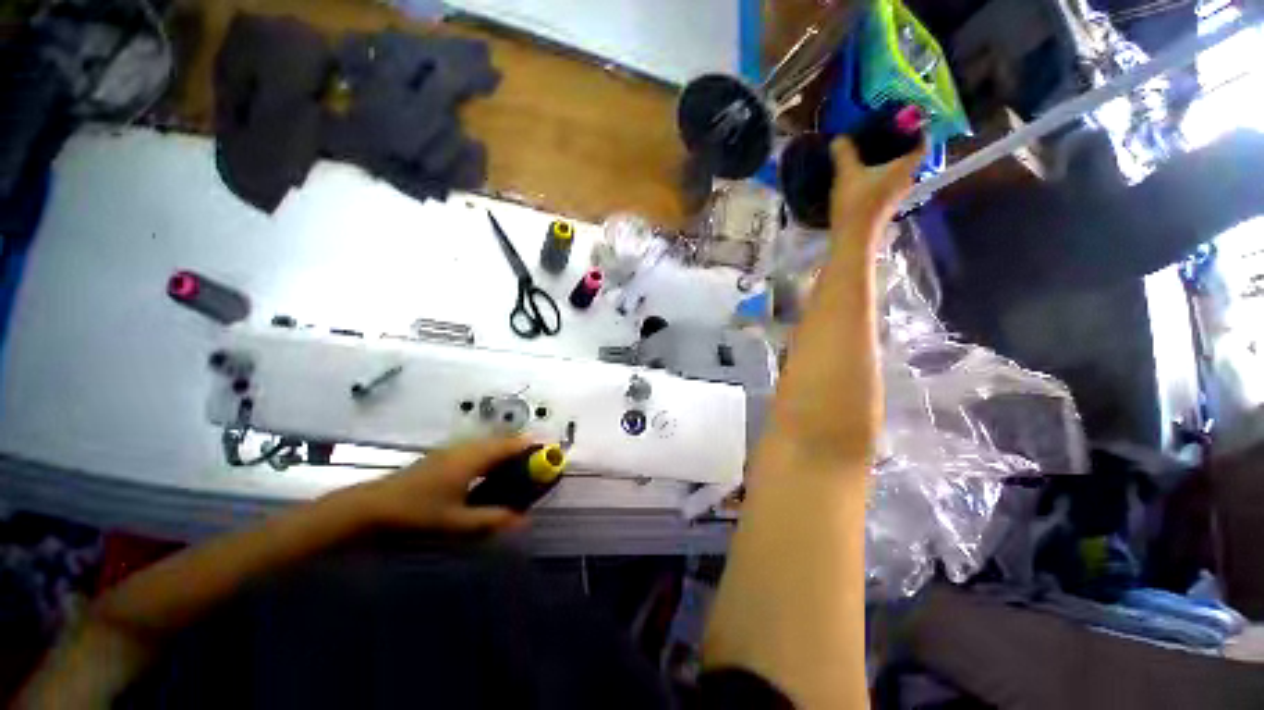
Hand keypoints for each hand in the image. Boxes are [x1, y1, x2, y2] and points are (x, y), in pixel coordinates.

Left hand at [338, 436, 530, 534]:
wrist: (371, 506)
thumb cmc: (416, 512)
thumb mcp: (455, 522)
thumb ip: (491, 520)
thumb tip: (523, 521)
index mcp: (473, 458)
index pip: (511, 444)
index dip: (532, 447)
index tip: (549, 455)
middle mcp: (466, 448)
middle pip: (503, 441)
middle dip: (522, 451)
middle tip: (536, 469)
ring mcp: (454, 450)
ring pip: (489, 444)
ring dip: (507, 453)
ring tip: (517, 472)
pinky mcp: (444, 456)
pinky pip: (478, 449)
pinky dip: (492, 457)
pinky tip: (489, 476)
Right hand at [829, 136, 926, 236]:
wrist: (853, 241)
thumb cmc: (856, 204)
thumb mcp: (847, 175)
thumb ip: (844, 154)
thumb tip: (840, 137)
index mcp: (904, 168)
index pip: (922, 143)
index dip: (918, 130)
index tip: (907, 122)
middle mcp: (906, 181)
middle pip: (908, 158)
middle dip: (898, 146)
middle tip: (882, 136)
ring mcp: (896, 197)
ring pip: (896, 174)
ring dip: (886, 165)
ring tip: (869, 156)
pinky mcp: (884, 209)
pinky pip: (886, 186)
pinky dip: (878, 179)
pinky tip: (862, 178)